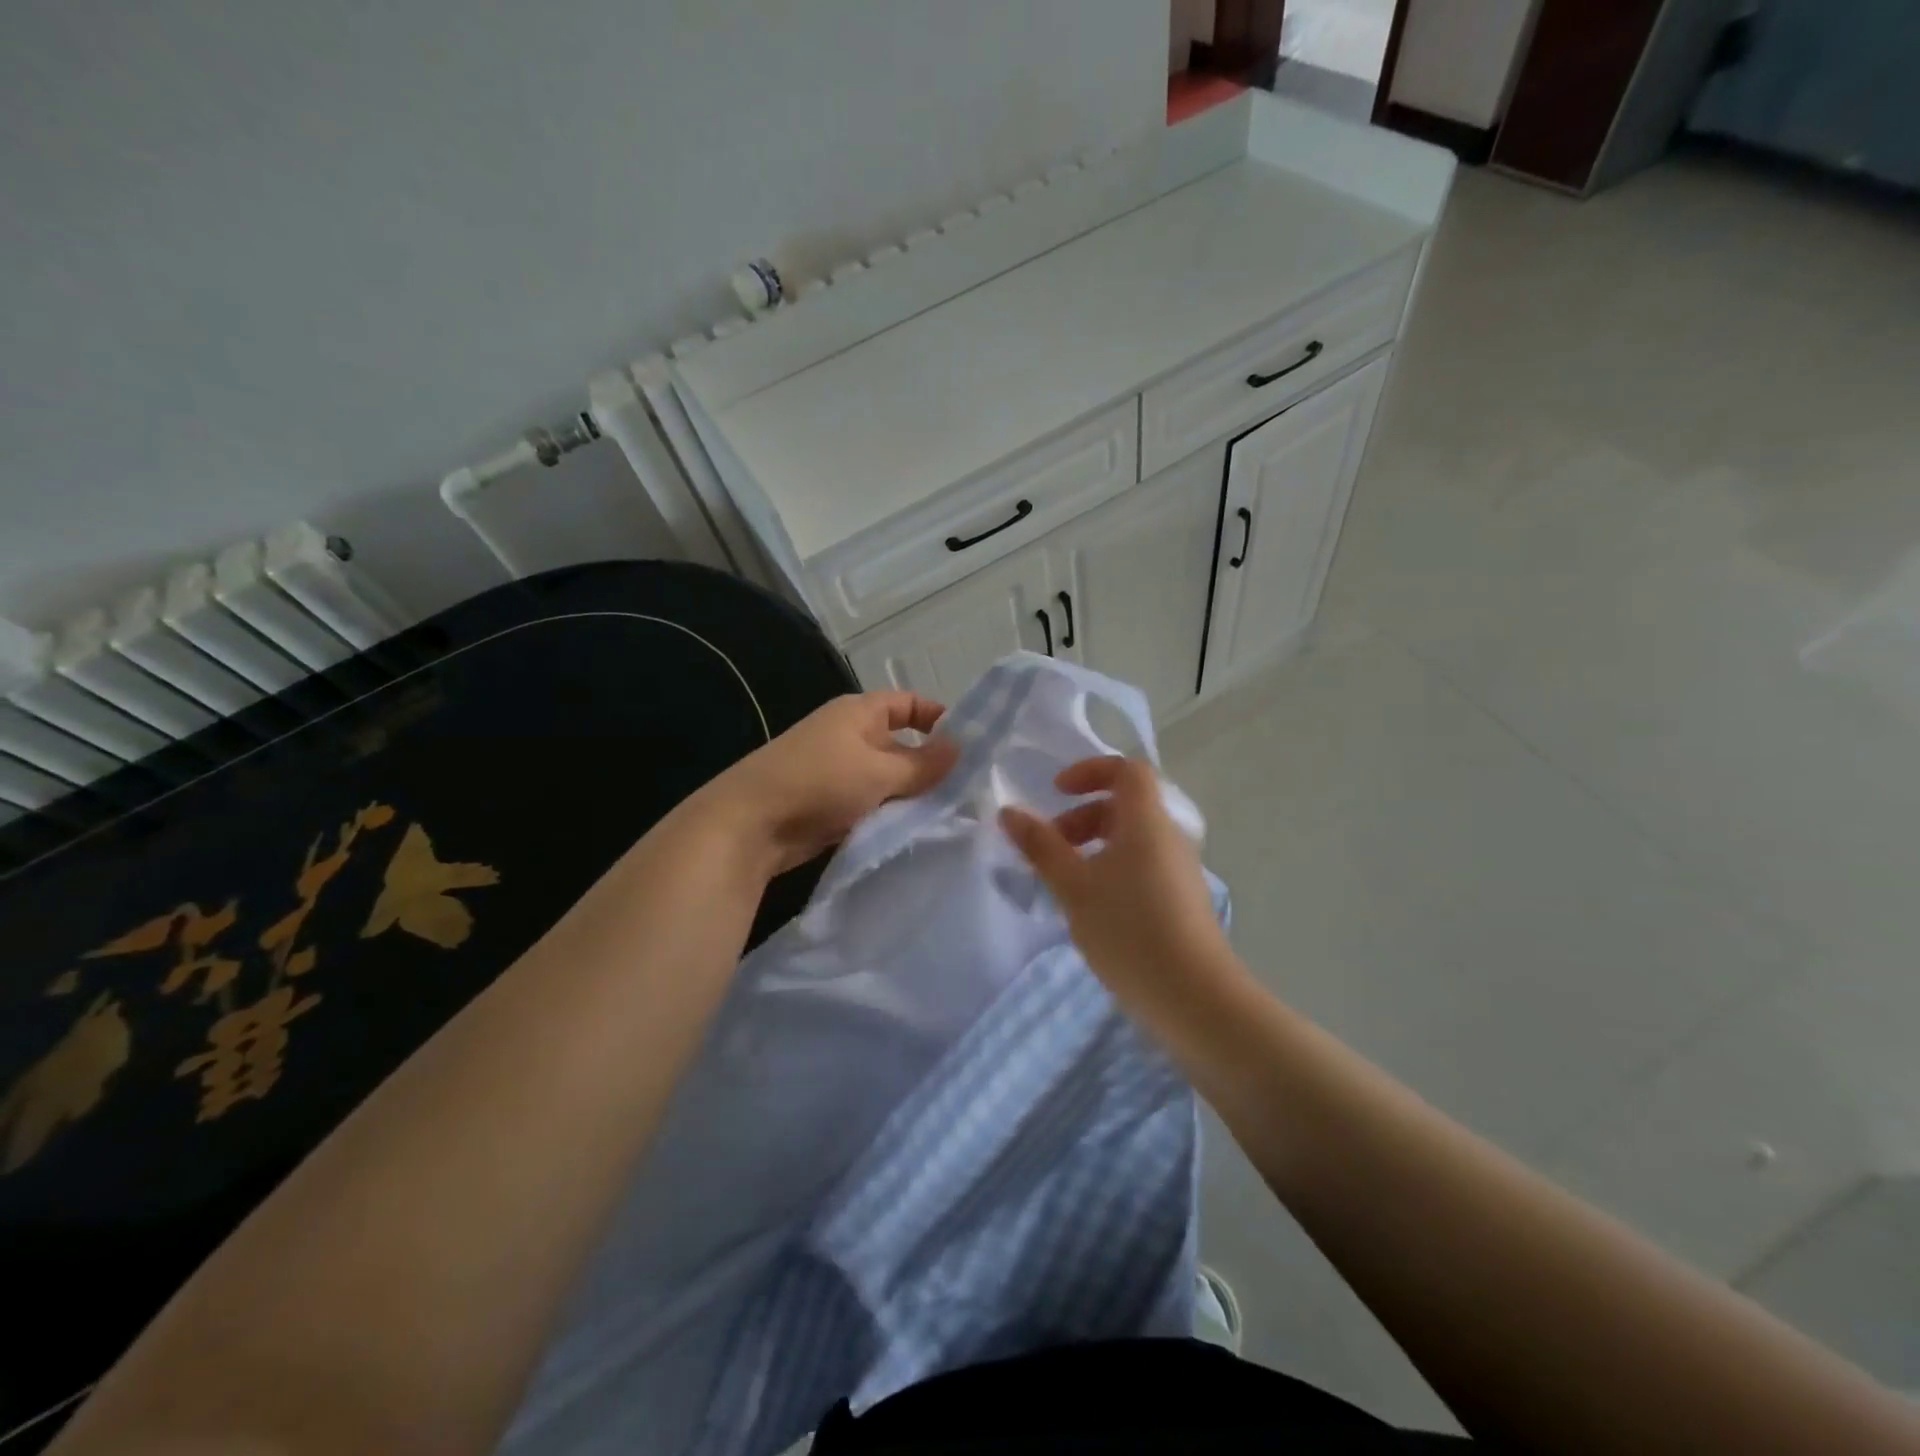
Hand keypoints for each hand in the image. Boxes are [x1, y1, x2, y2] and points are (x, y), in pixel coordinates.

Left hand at [701, 691, 957, 875]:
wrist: (749, 825)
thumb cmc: (819, 782)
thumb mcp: (879, 772)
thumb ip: (923, 764)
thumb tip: (961, 749)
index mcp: (859, 713)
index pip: (908, 704)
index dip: (939, 718)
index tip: (969, 746)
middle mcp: (849, 735)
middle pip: (900, 743)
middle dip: (930, 765)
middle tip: (968, 790)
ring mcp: (838, 770)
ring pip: (887, 778)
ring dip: (910, 794)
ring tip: (948, 814)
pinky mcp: (829, 803)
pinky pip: (870, 802)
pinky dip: (889, 813)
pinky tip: (914, 831)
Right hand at [1000, 757, 1234, 1010]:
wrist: (1195, 998)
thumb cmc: (1129, 932)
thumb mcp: (1074, 888)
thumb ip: (1041, 846)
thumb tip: (1009, 812)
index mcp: (1146, 821)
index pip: (1127, 770)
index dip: (1090, 771)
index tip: (1057, 793)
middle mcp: (1169, 836)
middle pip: (1126, 804)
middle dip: (1083, 816)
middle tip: (1052, 846)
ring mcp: (1179, 869)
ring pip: (1133, 838)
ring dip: (1095, 845)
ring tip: (1066, 882)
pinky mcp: (1182, 899)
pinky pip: (1142, 865)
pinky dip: (1112, 869)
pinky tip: (1093, 908)